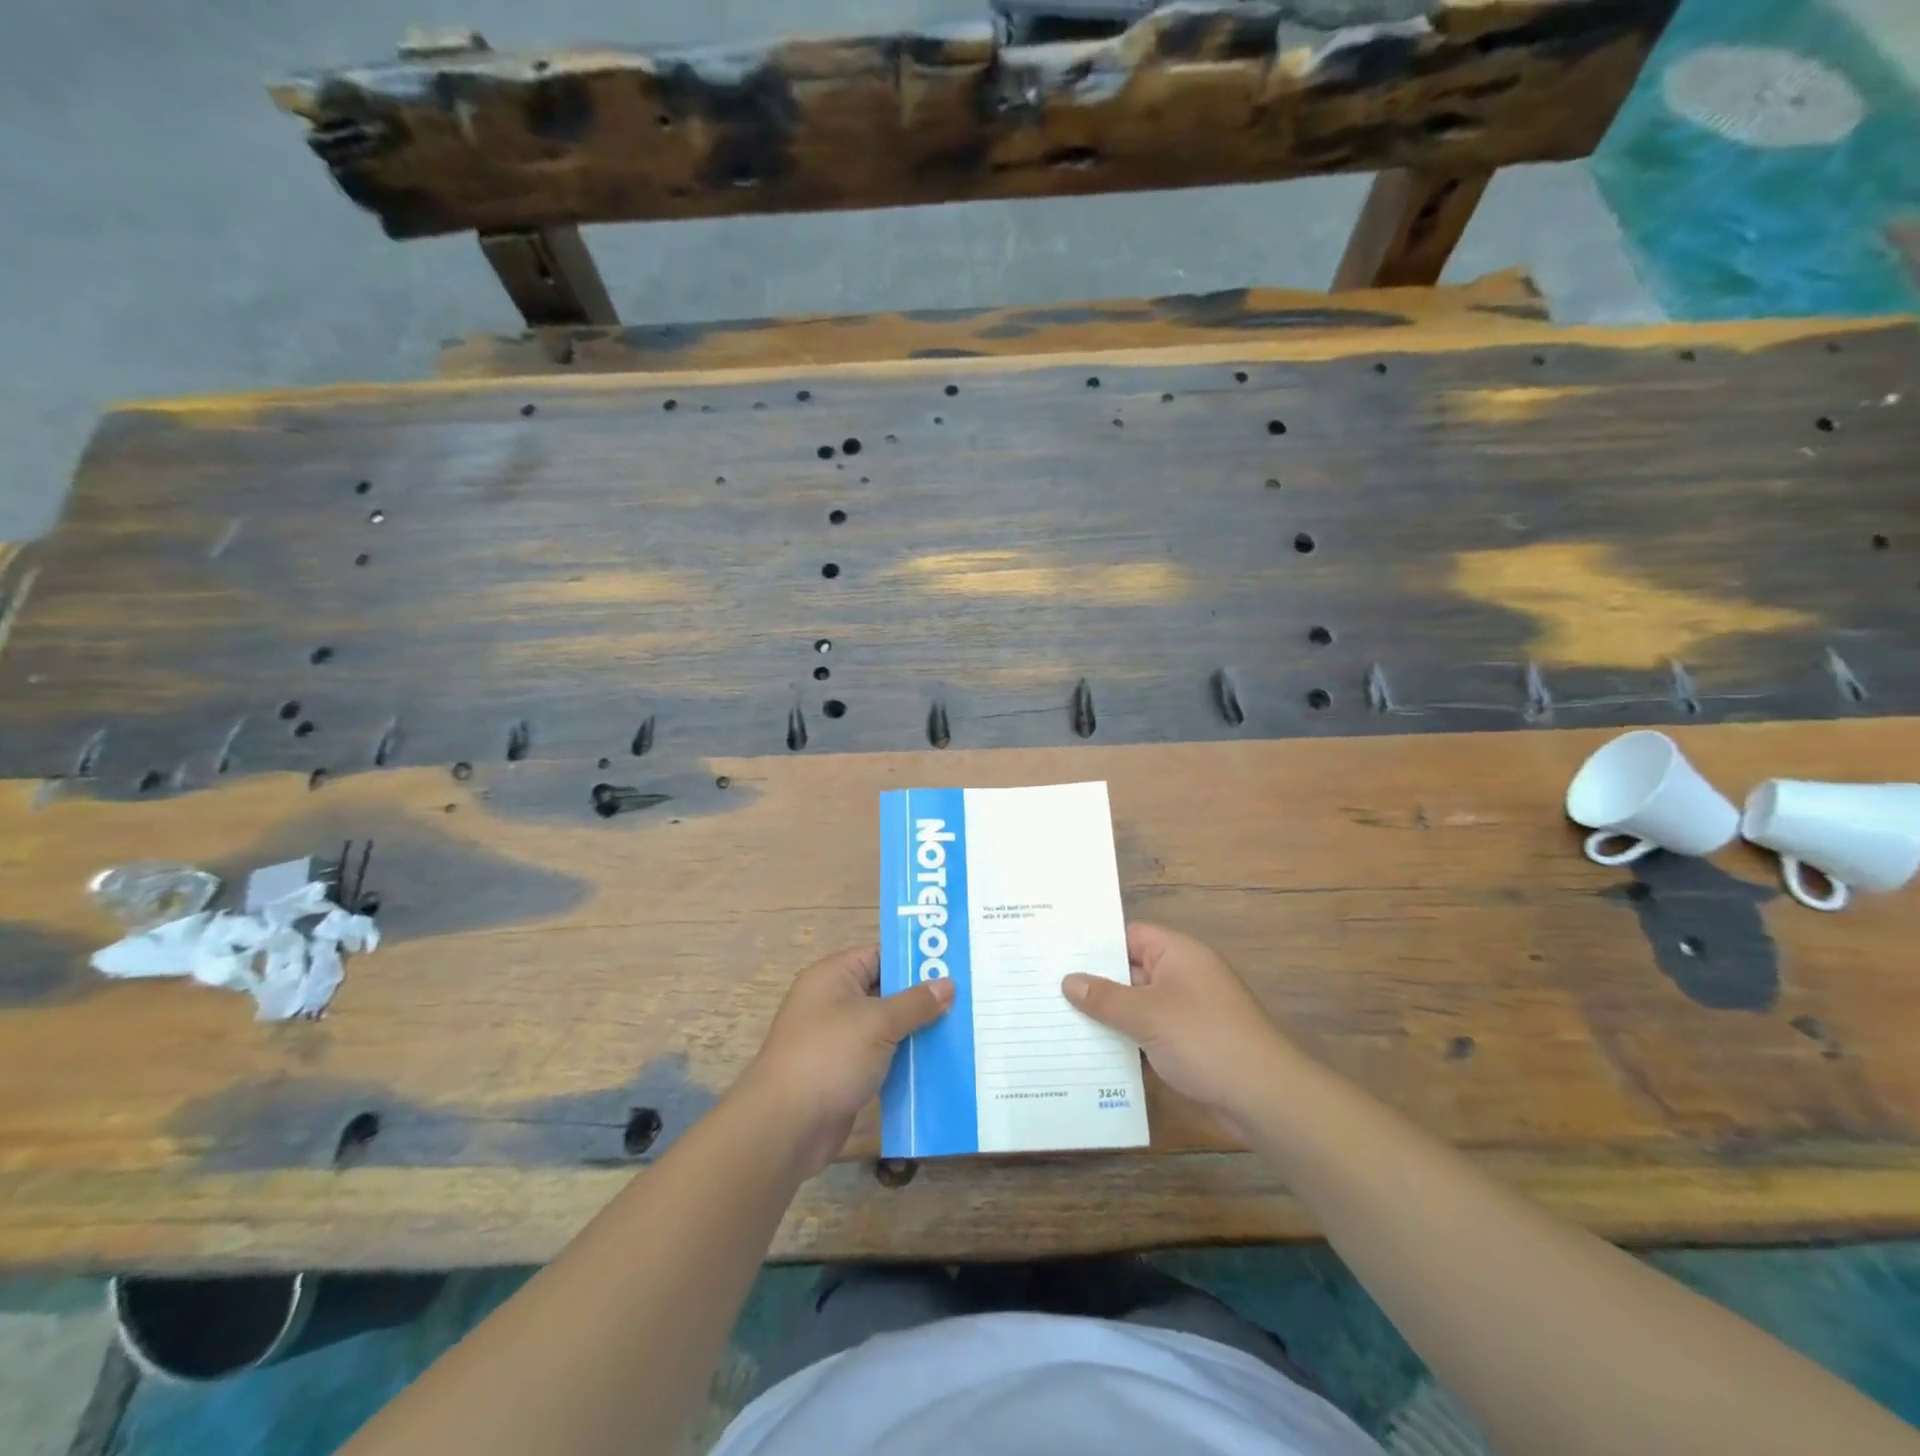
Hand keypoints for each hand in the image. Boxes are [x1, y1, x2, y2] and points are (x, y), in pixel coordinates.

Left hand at [739, 945, 952, 1175]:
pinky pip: (880, 1058)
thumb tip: (947, 984)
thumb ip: (915, 1003)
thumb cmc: (830, 1056)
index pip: (880, 956)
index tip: (953, 967)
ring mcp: (836, 1040)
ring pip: (884, 1028)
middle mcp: (832, 1002)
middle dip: (921, 999)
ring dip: (915, 1033)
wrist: (785, 1126)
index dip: (914, 961)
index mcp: (833, 976)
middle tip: (965, 1000)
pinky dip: (903, 1061)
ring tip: (961, 1031)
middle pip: (884, 992)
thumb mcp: (879, 1022)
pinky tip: (937, 1066)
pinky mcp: (842, 1074)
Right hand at [1064, 923, 1298, 1132]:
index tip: (1058, 951)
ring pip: (1136, 1007)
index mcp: (1178, 954)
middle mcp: (1182, 976)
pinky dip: (1125, 1042)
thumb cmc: (1205, 1039)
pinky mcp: (1187, 1045)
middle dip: (1094, 983)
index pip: (1129, 936)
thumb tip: (1068, 980)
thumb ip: (1105, 997)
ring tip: (1058, 1020)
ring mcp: (1186, 1012)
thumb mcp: (1147, 1014)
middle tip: (1047, 987)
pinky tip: (1090, 1053)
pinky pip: (1147, 1034)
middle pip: (1130, 971)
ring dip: (1107, 1017)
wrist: (1264, 1097)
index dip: (1096, 943)